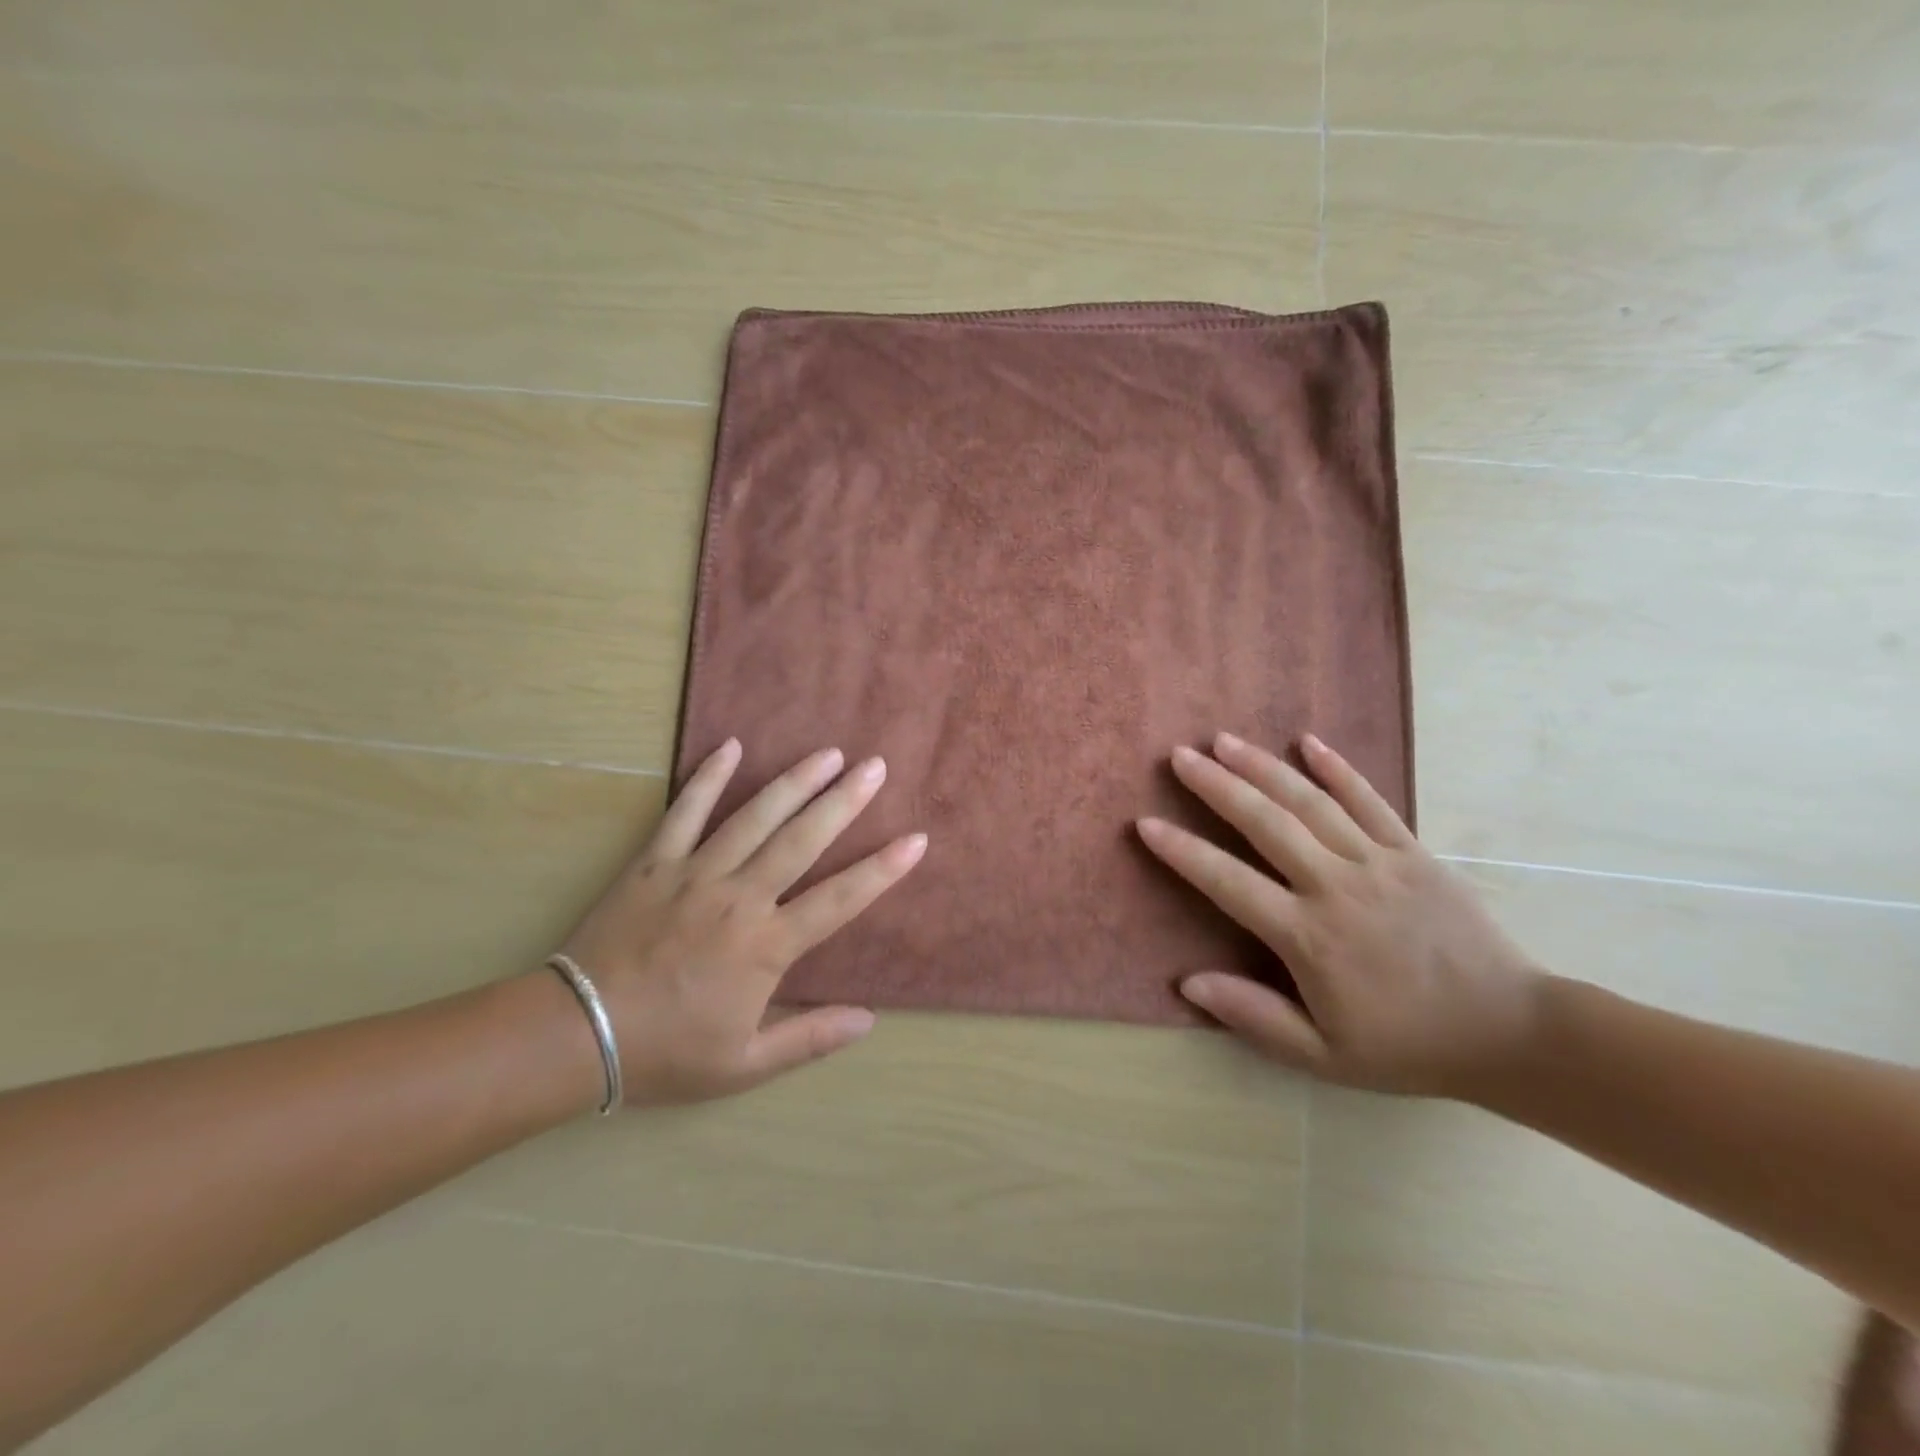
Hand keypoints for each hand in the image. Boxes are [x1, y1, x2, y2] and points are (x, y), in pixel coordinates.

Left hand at [557, 739, 924, 1105]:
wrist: (575, 1035)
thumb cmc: (666, 1052)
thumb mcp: (744, 1065)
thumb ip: (809, 1038)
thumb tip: (868, 1020)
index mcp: (766, 946)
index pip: (840, 900)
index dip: (882, 870)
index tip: (916, 840)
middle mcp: (739, 898)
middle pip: (802, 840)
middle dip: (844, 801)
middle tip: (875, 767)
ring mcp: (695, 873)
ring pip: (754, 817)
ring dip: (794, 782)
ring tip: (827, 753)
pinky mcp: (654, 862)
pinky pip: (685, 812)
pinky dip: (707, 778)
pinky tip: (730, 746)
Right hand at [1137, 732, 1543, 1097]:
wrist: (1511, 1033)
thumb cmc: (1408, 1045)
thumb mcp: (1324, 1056)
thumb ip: (1254, 1016)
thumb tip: (1187, 983)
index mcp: (1309, 936)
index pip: (1229, 882)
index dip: (1183, 852)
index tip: (1146, 823)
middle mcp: (1337, 886)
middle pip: (1266, 824)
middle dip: (1217, 786)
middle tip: (1179, 756)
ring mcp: (1379, 862)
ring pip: (1310, 803)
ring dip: (1263, 767)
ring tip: (1224, 740)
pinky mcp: (1413, 851)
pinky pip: (1370, 801)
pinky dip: (1337, 769)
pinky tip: (1308, 741)